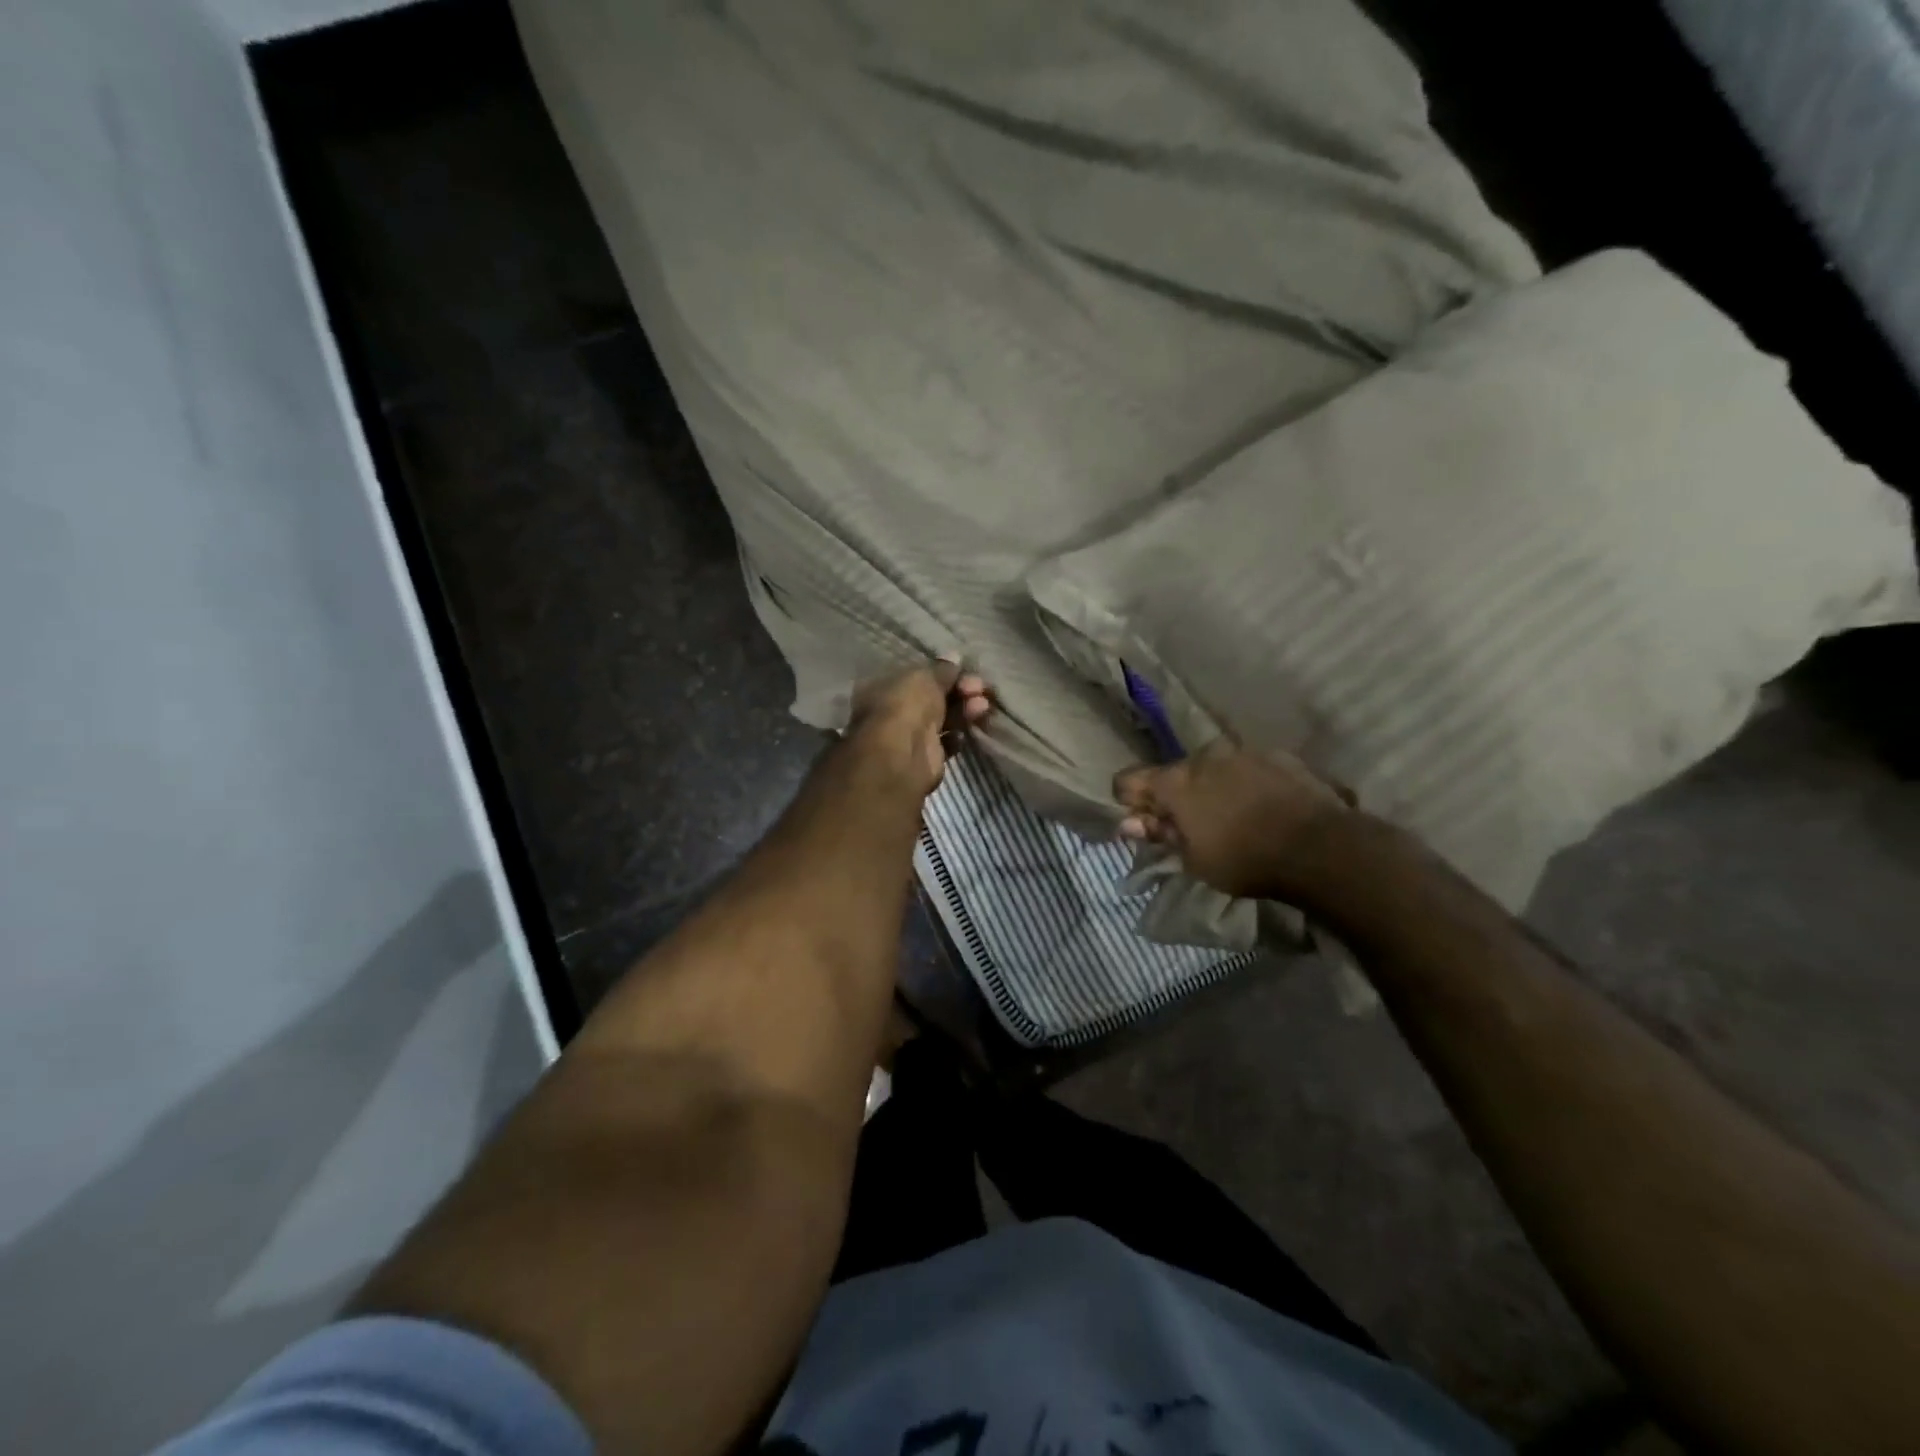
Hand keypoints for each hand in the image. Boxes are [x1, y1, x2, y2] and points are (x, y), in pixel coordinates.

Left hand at [847, 658, 991, 796]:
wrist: (902, 756)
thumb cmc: (906, 706)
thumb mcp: (925, 676)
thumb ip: (942, 668)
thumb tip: (955, 657)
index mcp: (884, 687)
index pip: (917, 675)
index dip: (942, 671)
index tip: (963, 669)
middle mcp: (893, 711)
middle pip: (933, 697)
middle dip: (959, 691)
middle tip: (979, 687)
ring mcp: (909, 736)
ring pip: (942, 718)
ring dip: (964, 710)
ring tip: (982, 706)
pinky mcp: (925, 758)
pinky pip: (946, 742)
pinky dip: (957, 736)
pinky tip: (965, 732)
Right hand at [1113, 737, 1356, 901]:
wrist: (1320, 847)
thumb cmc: (1245, 860)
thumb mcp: (1194, 860)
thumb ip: (1160, 836)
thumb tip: (1129, 824)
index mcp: (1175, 782)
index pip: (1128, 780)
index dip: (1129, 801)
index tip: (1144, 824)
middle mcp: (1203, 756)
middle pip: (1174, 773)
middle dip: (1176, 797)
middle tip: (1192, 827)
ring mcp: (1243, 751)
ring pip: (1213, 767)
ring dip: (1213, 788)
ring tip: (1233, 816)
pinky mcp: (1278, 755)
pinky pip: (1248, 767)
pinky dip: (1246, 784)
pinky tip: (1263, 807)